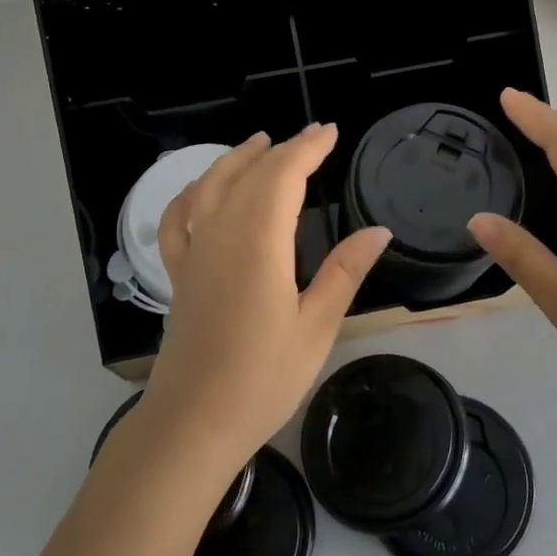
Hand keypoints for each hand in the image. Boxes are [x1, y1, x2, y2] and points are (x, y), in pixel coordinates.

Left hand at [140, 124, 392, 470]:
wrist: (193, 423)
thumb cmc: (263, 378)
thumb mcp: (316, 326)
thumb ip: (345, 272)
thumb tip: (379, 231)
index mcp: (259, 242)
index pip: (283, 176)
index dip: (308, 149)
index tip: (331, 132)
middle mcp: (221, 234)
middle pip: (250, 175)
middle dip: (283, 150)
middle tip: (313, 136)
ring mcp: (194, 252)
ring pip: (211, 187)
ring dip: (236, 160)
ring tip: (259, 142)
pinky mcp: (179, 274)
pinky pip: (178, 219)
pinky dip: (190, 194)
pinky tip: (200, 189)